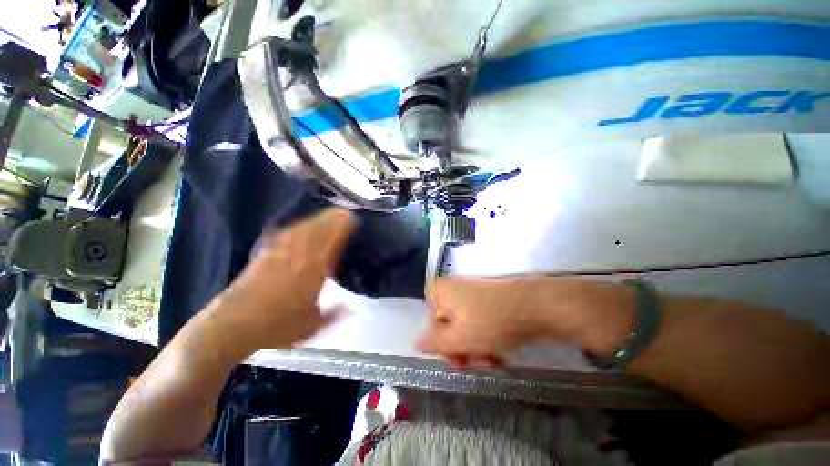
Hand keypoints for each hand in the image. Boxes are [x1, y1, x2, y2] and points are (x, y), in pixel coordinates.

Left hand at [206, 208, 355, 352]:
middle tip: (345, 212)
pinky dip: (294, 229)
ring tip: (328, 214)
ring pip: (302, 230)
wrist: (232, 325)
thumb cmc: (276, 326)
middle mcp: (298, 256)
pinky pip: (283, 235)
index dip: (343, 230)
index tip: (353, 221)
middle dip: (333, 219)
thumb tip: (350, 307)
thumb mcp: (311, 326)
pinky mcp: (264, 254)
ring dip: (317, 220)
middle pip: (319, 231)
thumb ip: (333, 315)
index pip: (332, 242)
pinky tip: (297, 227)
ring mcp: (279, 252)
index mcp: (313, 270)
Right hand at [416, 277, 634, 366]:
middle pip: (447, 326)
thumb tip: (415, 343)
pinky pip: (478, 323)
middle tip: (476, 364)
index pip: (429, 323)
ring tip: (492, 361)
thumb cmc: (493, 320)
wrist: (539, 306)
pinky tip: (499, 353)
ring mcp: (472, 294)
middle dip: (460, 349)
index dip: (441, 344)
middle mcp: (453, 290)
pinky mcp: (488, 301)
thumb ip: (434, 343)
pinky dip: (485, 339)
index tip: (456, 359)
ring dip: (474, 348)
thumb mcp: (459, 337)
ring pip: (464, 328)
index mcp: (440, 292)